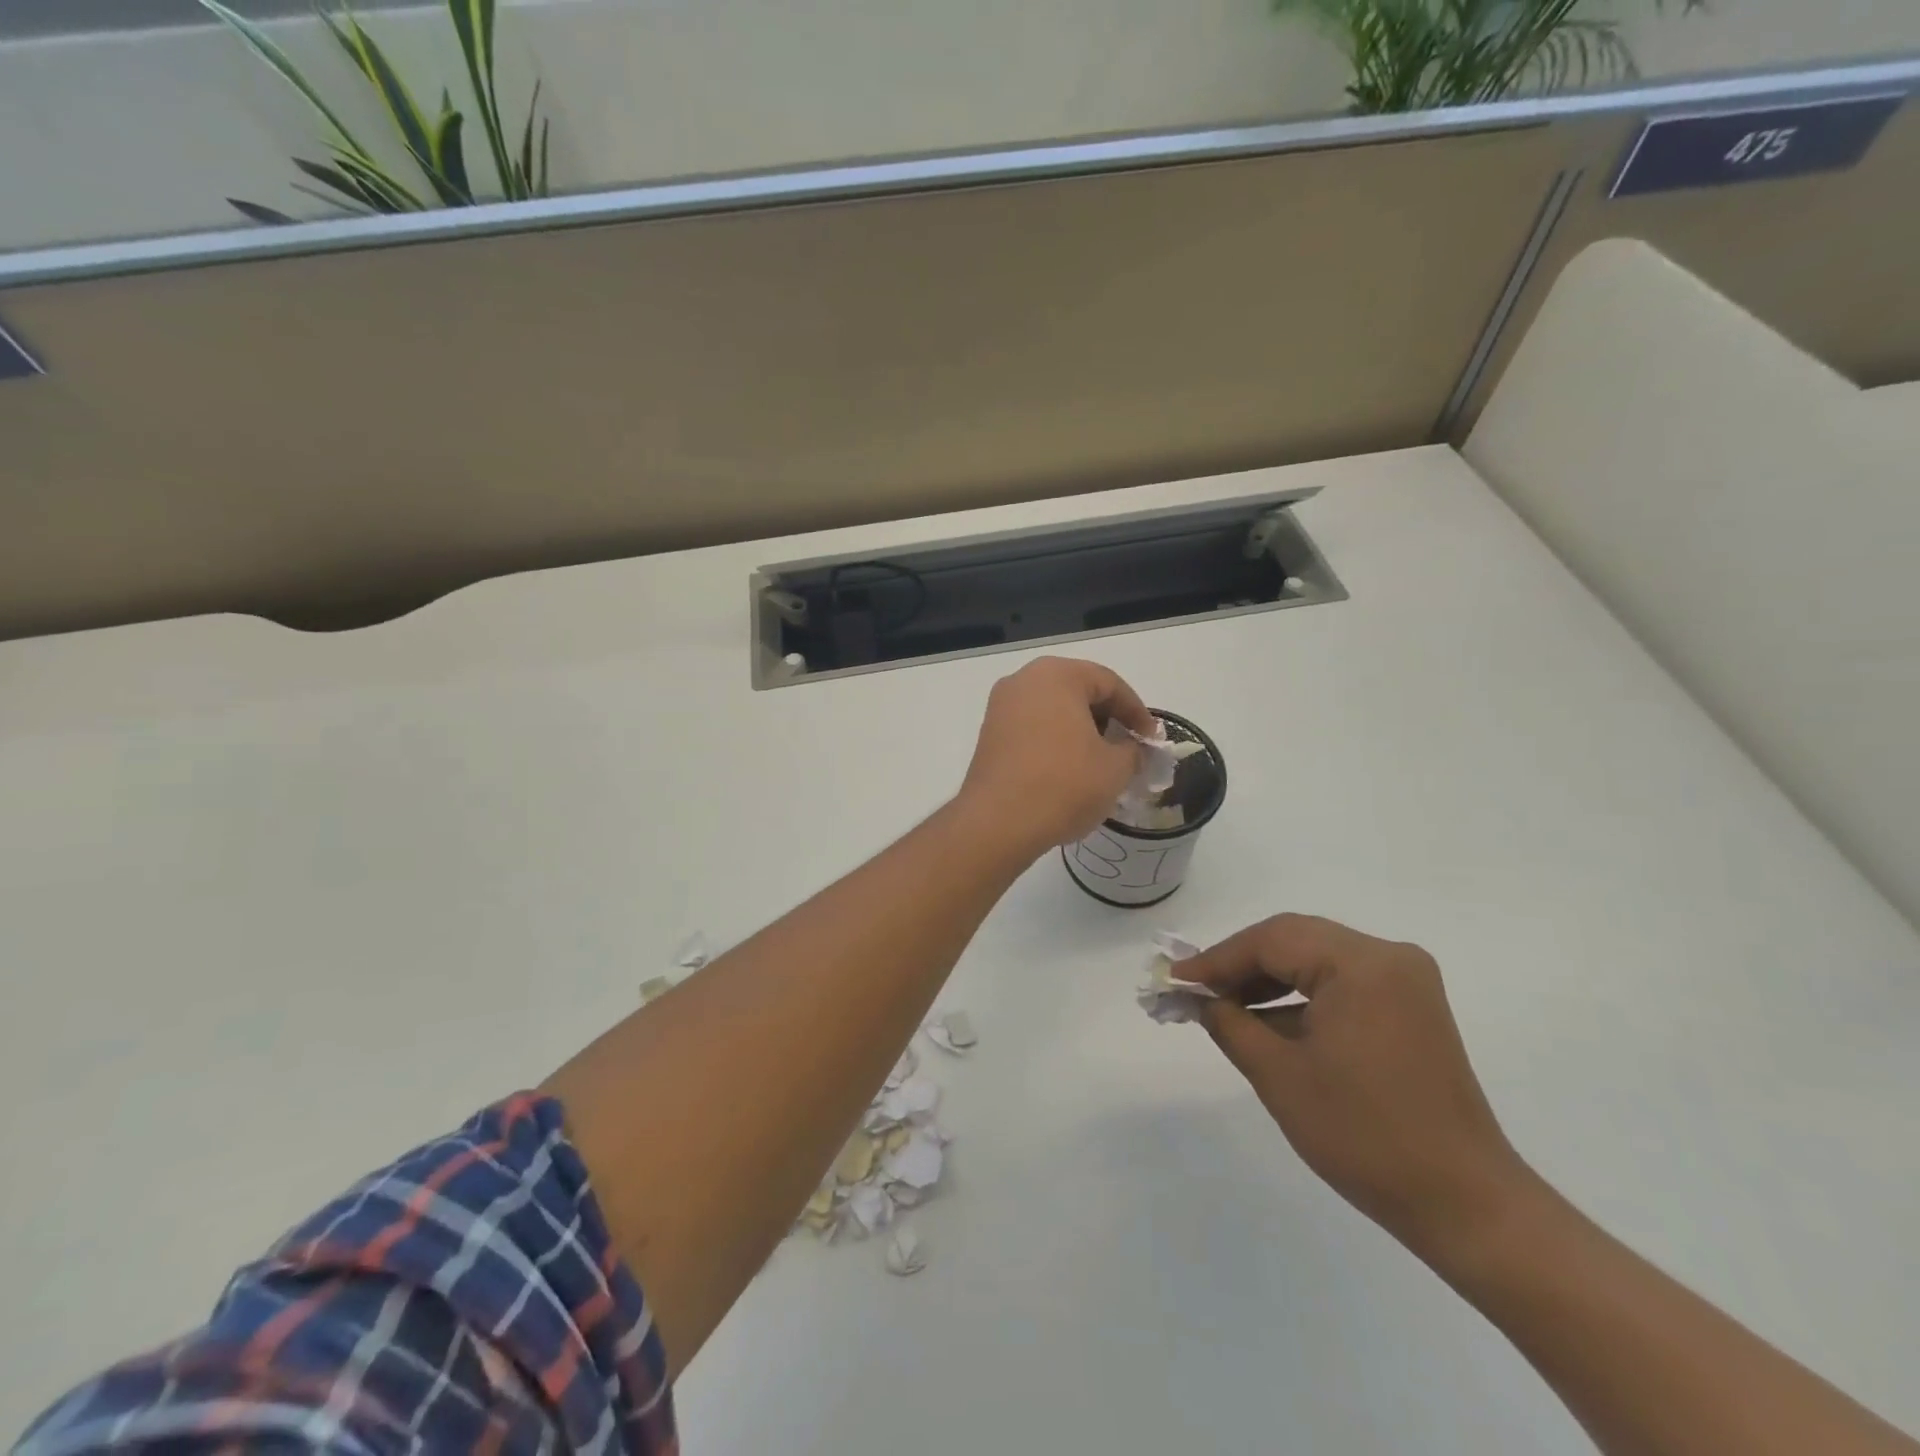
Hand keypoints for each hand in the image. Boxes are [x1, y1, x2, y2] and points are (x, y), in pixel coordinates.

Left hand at [957, 656, 1154, 856]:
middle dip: (1108, 719)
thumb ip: (1133, 750)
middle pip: (1078, 692)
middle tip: (1129, 749)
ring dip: (1081, 732)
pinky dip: (1056, 742)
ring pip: (1054, 711)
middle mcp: (1023, 681)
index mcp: (1056, 675)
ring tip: (1102, 763)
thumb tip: (1132, 749)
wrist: (998, 823)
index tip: (1151, 740)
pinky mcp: (989, 735)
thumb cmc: (1064, 784)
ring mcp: (1001, 707)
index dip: (1137, 712)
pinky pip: (1033, 729)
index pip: (1109, 683)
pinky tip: (1070, 771)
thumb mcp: (1115, 768)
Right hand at [1187, 914, 1532, 1259]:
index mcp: (1363, 964)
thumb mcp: (1280, 1076)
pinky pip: (1340, 982)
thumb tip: (1197, 998)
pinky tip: (1266, 1020)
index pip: (1272, 940)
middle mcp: (1389, 957)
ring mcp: (1405, 981)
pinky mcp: (1409, 1006)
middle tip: (1194, 989)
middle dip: (1240, 964)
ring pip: (1315, 958)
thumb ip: (1229, 1023)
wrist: (1465, 1205)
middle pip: (1295, 940)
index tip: (1175, 979)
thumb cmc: (1365, 1137)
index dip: (1217, 958)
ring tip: (1222, 1005)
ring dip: (1268, 979)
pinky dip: (1300, 996)